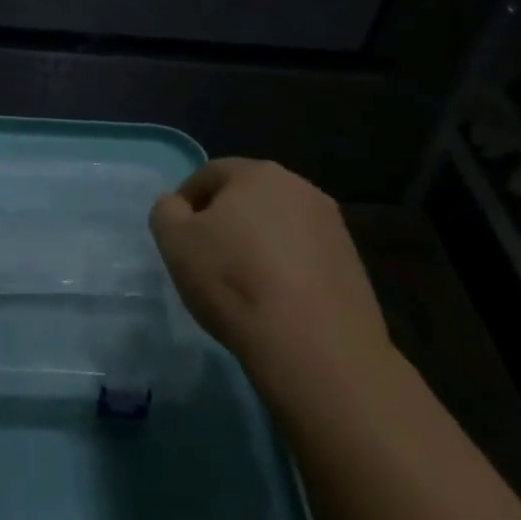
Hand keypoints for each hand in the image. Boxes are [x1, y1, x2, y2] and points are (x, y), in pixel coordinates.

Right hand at [150, 158, 392, 413]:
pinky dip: (286, 268)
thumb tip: (178, 206)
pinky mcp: (353, 264)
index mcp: (257, 173)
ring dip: (258, 243)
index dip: (186, 201)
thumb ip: (167, 211)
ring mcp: (333, 226)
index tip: (177, 235)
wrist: (315, 346)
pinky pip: (304, 255)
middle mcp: (300, 187)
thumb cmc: (233, 280)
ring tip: (242, 282)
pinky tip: (275, 300)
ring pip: (279, 225)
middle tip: (207, 256)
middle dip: (225, 219)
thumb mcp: (174, 241)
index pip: (209, 174)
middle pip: (248, 197)